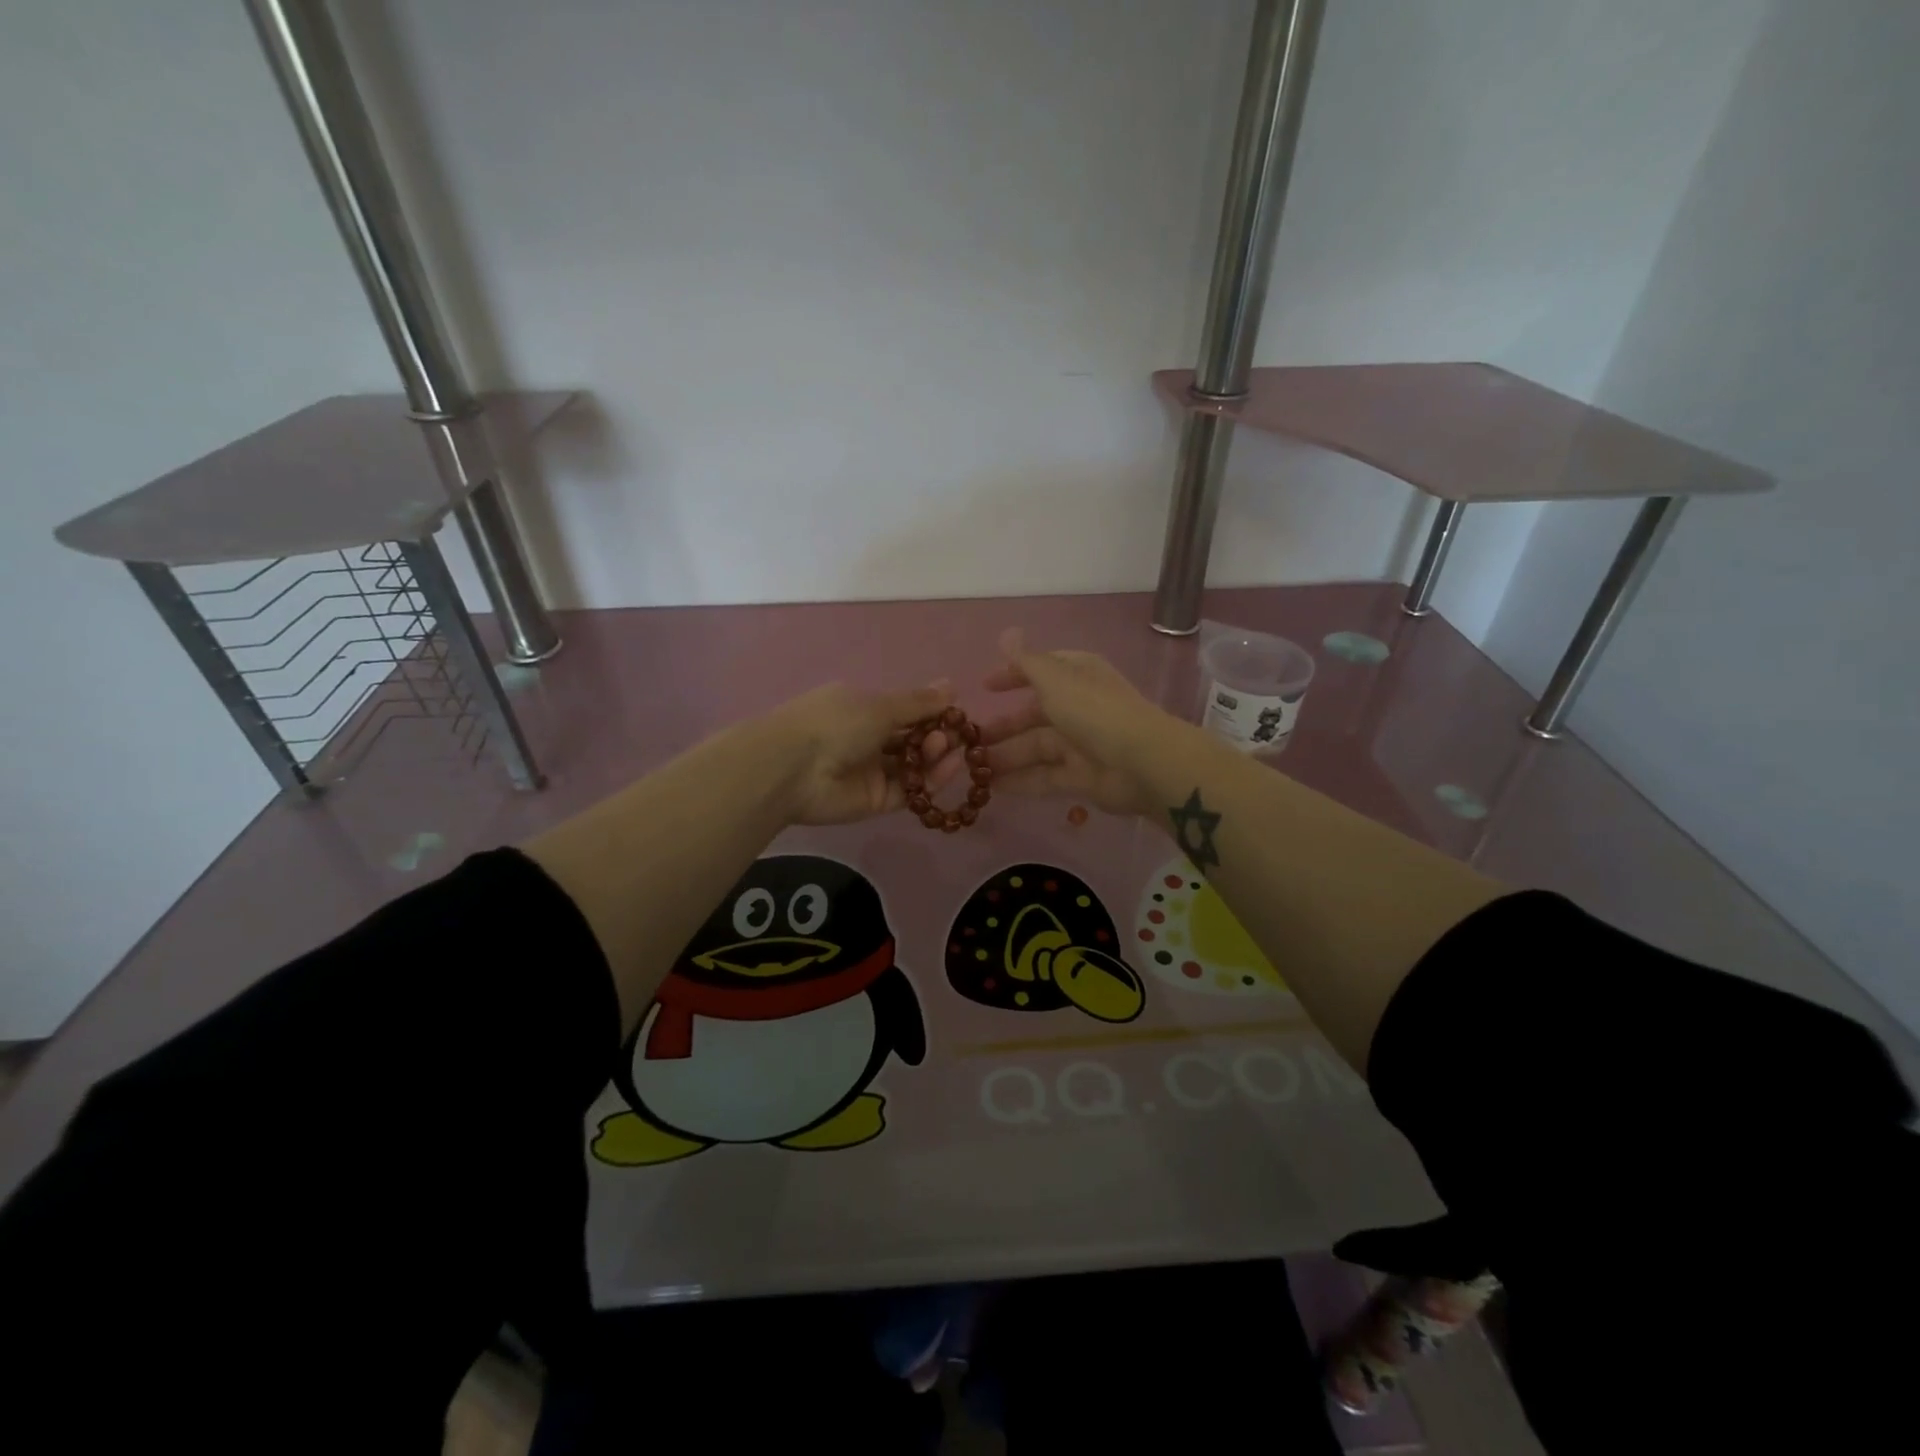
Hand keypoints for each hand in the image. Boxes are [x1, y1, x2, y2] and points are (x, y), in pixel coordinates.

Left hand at [768, 681, 958, 825]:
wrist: (794, 769)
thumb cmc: (835, 723)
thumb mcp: (880, 705)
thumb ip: (919, 702)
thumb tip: (952, 685)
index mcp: (861, 708)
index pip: (904, 710)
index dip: (932, 712)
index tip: (957, 714)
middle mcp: (866, 738)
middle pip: (911, 739)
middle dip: (935, 735)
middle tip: (953, 734)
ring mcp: (871, 771)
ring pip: (913, 765)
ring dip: (935, 756)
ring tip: (949, 749)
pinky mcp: (876, 801)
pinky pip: (909, 790)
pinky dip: (930, 780)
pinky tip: (949, 768)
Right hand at [933, 629, 1173, 816]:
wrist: (1143, 763)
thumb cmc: (1095, 712)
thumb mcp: (1055, 679)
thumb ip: (1026, 661)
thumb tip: (1006, 632)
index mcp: (1077, 676)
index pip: (1040, 670)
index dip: (1012, 676)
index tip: (983, 687)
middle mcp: (1079, 707)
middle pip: (1034, 715)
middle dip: (1002, 726)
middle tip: (968, 740)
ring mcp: (1081, 743)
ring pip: (1035, 748)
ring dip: (1005, 756)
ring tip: (972, 768)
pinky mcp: (1081, 776)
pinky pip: (1044, 776)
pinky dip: (1020, 780)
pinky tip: (992, 788)